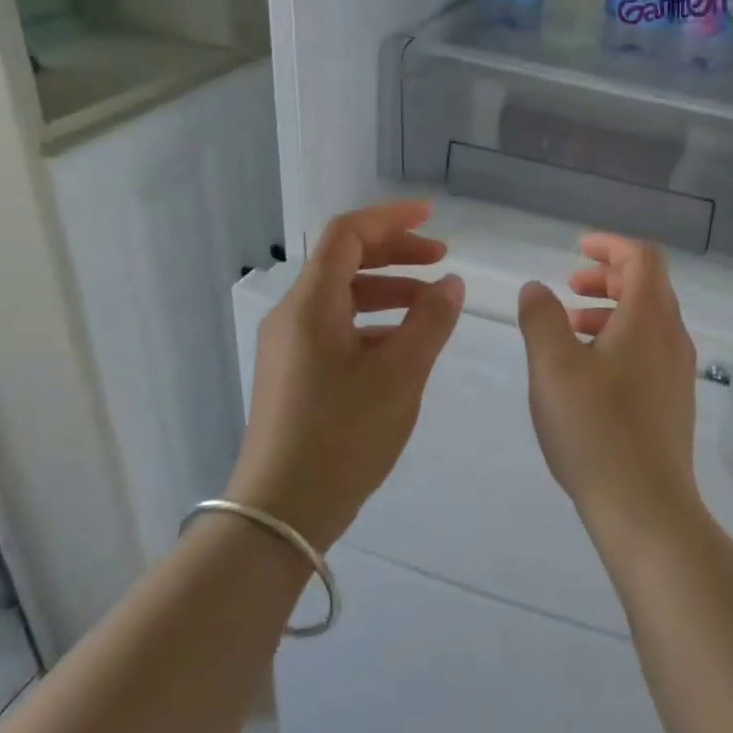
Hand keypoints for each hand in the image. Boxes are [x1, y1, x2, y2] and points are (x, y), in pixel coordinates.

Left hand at [232, 201, 463, 550]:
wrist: (281, 513)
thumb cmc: (344, 436)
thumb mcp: (401, 375)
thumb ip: (431, 321)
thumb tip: (451, 284)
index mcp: (311, 305)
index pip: (346, 234)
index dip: (390, 219)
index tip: (433, 219)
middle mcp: (293, 316)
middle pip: (344, 261)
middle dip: (395, 254)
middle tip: (441, 262)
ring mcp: (289, 347)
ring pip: (342, 297)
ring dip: (389, 290)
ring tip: (433, 307)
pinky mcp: (294, 374)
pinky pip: (337, 328)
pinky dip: (374, 322)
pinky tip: (405, 346)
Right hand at [516, 233, 702, 544]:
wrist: (645, 507)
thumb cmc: (595, 429)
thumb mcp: (553, 367)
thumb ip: (541, 319)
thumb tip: (537, 289)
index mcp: (649, 318)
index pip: (642, 258)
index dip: (610, 245)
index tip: (577, 249)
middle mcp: (672, 337)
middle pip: (648, 286)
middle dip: (608, 278)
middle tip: (570, 287)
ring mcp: (677, 372)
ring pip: (648, 321)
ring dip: (611, 311)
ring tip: (571, 327)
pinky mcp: (673, 402)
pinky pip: (650, 351)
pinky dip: (620, 341)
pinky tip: (589, 372)